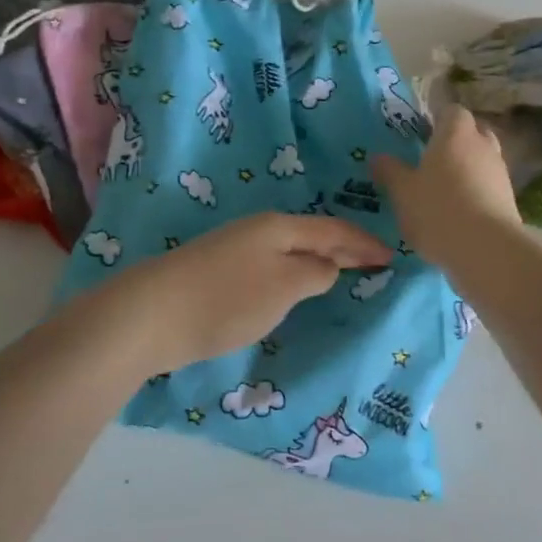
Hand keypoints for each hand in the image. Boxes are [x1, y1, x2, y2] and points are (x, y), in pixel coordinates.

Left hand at [83, 213, 393, 371]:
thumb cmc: (227, 299)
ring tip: (340, 273)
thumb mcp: (284, 287)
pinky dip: (293, 272)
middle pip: (312, 236)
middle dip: (344, 248)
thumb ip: (314, 273)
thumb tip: (327, 267)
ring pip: (290, 250)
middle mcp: (259, 230)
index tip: (391, 256)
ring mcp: (235, 248)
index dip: (364, 244)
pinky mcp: (218, 271)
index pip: (334, 230)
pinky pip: (271, 265)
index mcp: (280, 227)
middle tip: (373, 262)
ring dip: (317, 260)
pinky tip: (293, 286)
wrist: (150, 315)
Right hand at [374, 105, 519, 267]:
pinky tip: (460, 211)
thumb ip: (390, 171)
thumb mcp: (402, 192)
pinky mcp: (510, 200)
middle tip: (433, 159)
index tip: (422, 133)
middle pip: (473, 132)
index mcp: (455, 133)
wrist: (486, 250)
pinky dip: (477, 191)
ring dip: (468, 168)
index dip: (437, 118)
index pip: (451, 111)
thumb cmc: (437, 210)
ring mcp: (500, 172)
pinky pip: (489, 185)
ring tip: (445, 189)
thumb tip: (377, 157)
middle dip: (456, 141)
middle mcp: (482, 145)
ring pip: (483, 159)